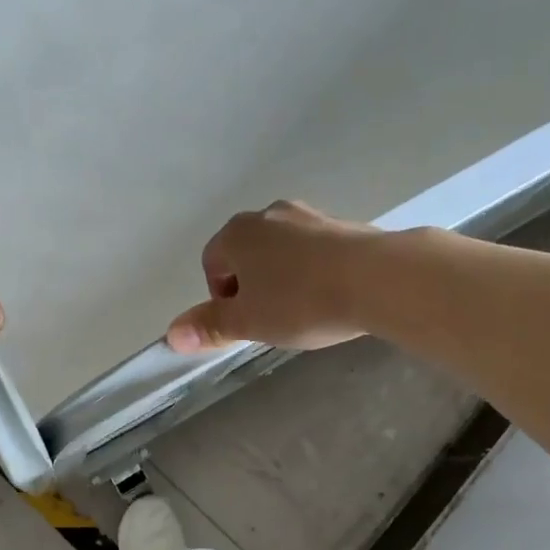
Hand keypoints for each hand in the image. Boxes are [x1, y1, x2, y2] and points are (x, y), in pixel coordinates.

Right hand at [167, 200, 382, 352]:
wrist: (378, 278)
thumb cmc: (301, 301)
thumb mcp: (248, 322)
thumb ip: (209, 326)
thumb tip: (171, 335)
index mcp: (237, 234)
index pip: (212, 264)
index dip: (221, 298)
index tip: (245, 323)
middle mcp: (268, 214)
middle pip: (246, 254)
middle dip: (252, 286)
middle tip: (271, 319)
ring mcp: (308, 215)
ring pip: (281, 251)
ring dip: (283, 278)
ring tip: (304, 309)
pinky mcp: (342, 224)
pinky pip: (314, 250)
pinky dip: (313, 271)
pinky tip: (331, 295)